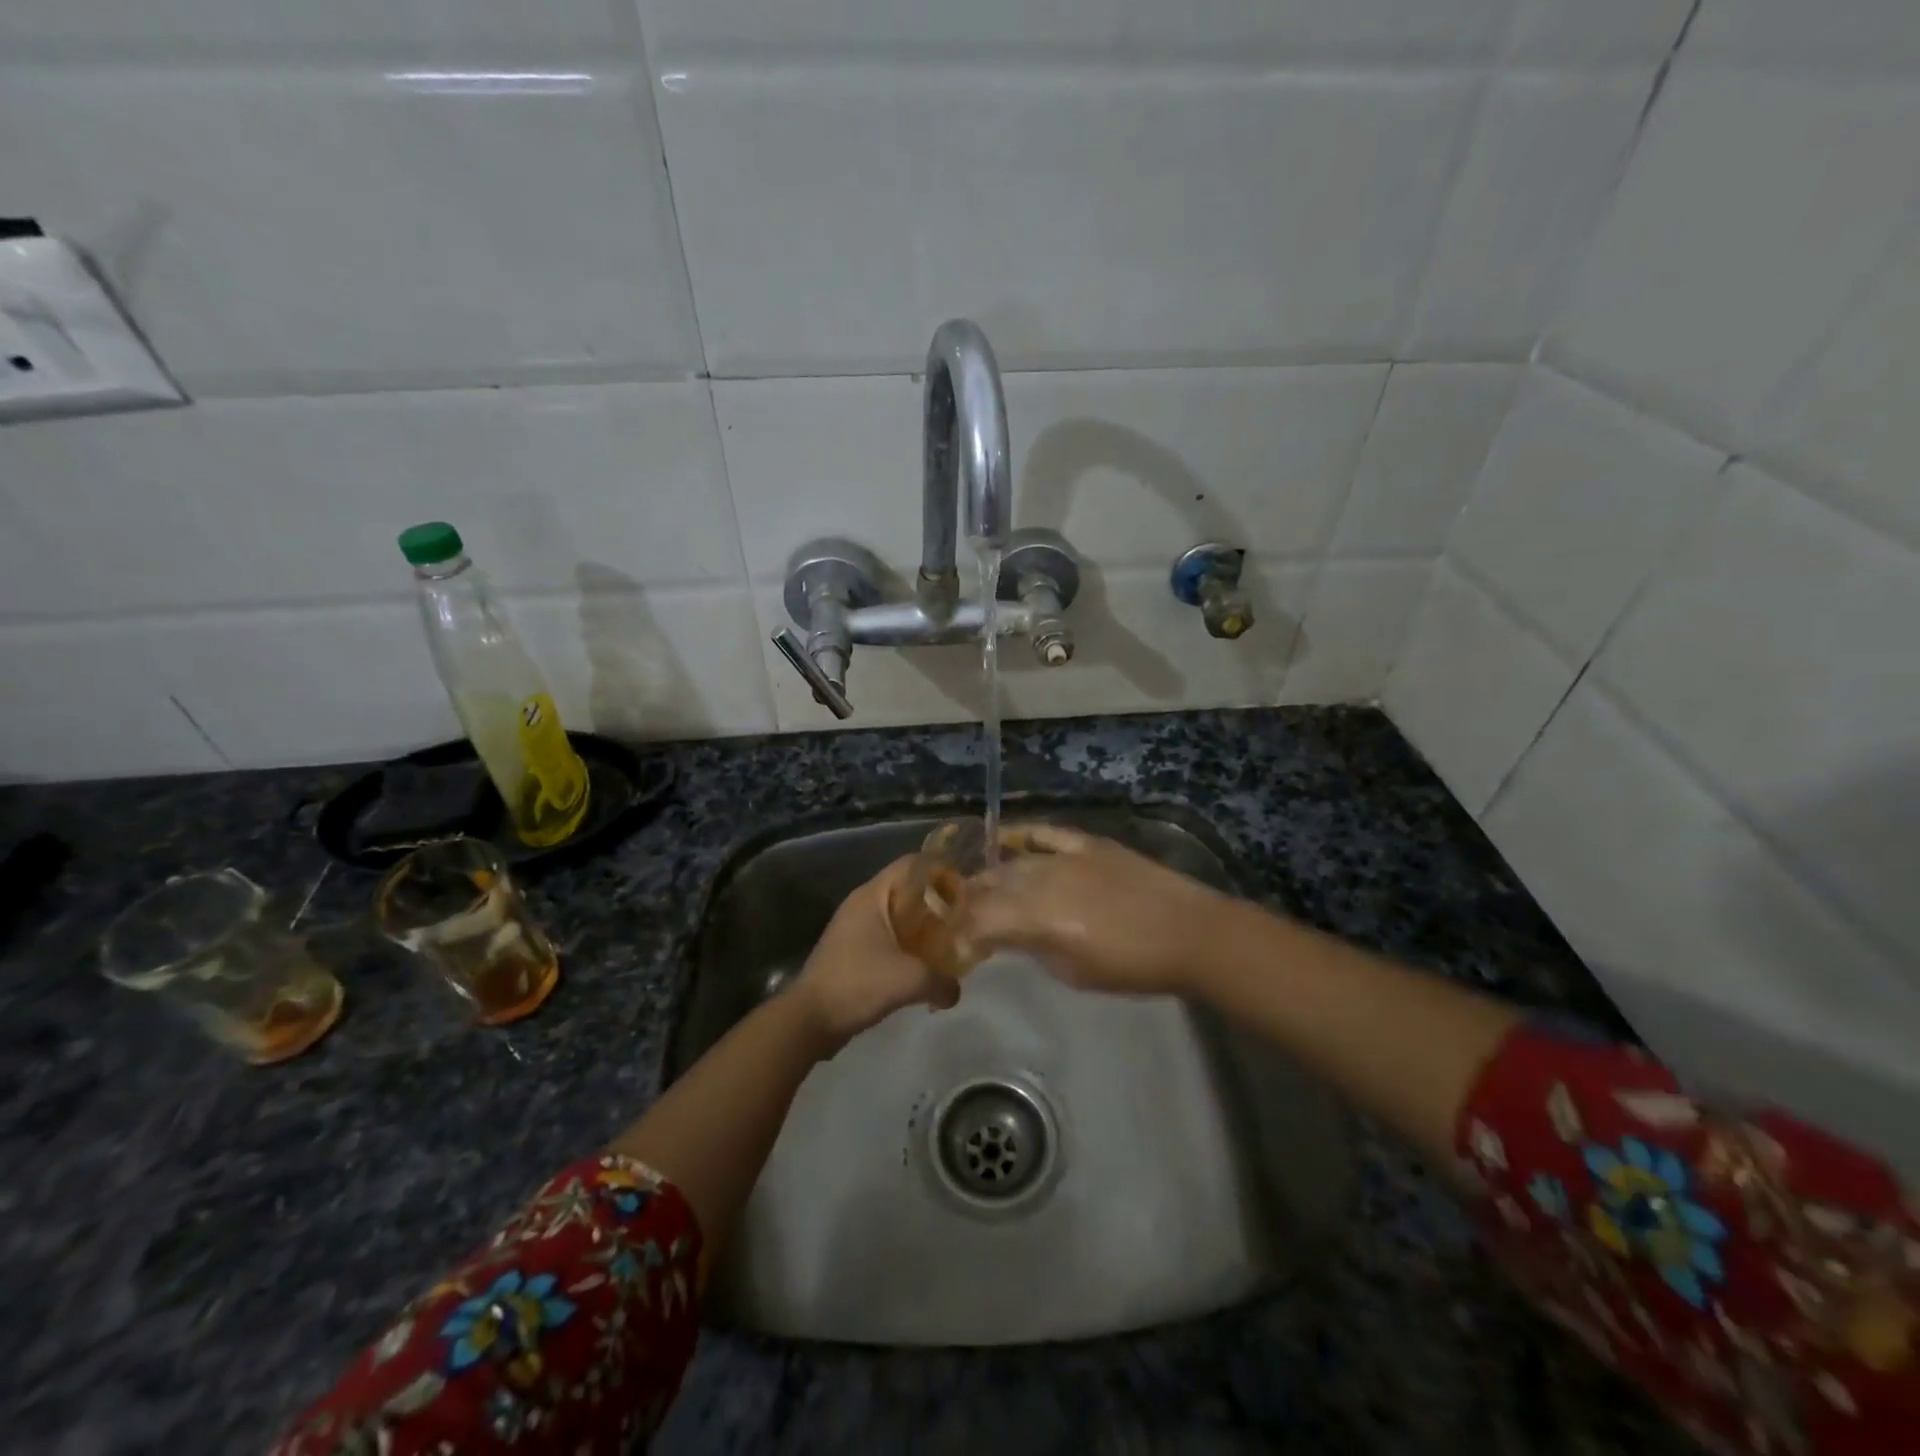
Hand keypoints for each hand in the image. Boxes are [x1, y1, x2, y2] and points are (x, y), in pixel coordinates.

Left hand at [793, 857, 960, 1052]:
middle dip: (937, 902)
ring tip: (950, 942)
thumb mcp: (910, 980)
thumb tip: (956, 991)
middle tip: (964, 919)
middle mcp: (862, 904)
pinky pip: (888, 937)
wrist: (809, 1020)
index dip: (941, 870)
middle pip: (907, 889)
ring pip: (898, 916)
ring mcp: (854, 927)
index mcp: (872, 896)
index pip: (912, 864)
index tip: (966, 888)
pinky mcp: (852, 951)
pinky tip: (924, 965)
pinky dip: (908, 945)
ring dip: (923, 927)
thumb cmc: (858, 984)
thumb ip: (942, 981)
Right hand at [965, 824, 1230, 996]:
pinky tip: (1004, 839)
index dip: (961, 931)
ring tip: (979, 886)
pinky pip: (1046, 834)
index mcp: (1038, 918)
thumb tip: (1011, 937)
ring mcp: (1066, 856)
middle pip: (992, 886)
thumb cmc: (1132, 966)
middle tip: (959, 914)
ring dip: (992, 875)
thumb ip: (1034, 949)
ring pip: (1014, 861)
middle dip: (969, 901)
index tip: (952, 942)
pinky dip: (1023, 837)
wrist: (1189, 933)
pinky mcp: (1087, 843)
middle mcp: (1043, 880)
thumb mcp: (1074, 973)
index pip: (981, 920)